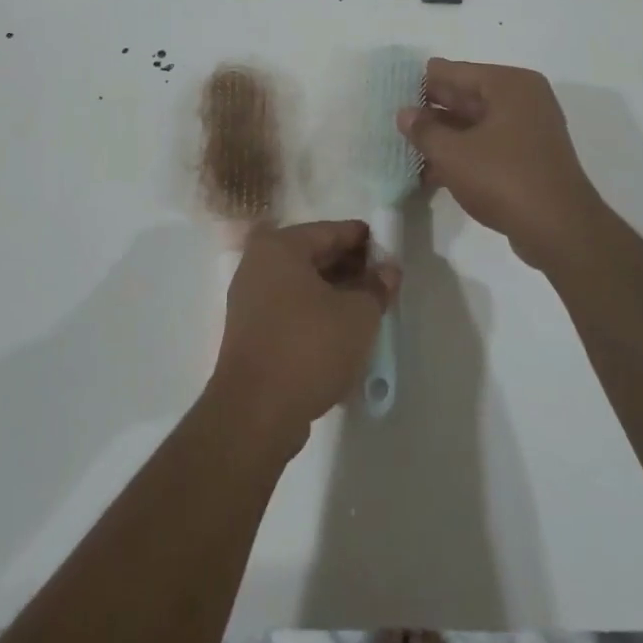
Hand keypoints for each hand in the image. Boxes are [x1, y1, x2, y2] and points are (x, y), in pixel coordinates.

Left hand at [210, 220, 399, 450]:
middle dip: (352, 268)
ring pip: (304, 286)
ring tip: (370, 310)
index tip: (392, 253)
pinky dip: (318, 315)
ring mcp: (250, 300)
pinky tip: (343, 334)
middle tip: (385, 284)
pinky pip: (292, 311)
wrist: (255, 412)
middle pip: (315, 256)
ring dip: (336, 294)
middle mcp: (258, 265)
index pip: (332, 231)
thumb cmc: (309, 346)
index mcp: (280, 247)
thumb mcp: (358, 314)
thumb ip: (376, 286)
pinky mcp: (251, 333)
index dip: (366, 240)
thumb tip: (387, 271)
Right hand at [398, 59, 607, 269]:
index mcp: (509, 85)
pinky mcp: (528, 159)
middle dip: (431, 109)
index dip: (422, 81)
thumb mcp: (453, 153)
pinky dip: (462, 154)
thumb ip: (424, 130)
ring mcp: (529, 130)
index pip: (454, 71)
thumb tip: (405, 114)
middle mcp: (522, 99)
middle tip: (394, 118)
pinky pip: (487, 146)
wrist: (559, 230)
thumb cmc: (504, 178)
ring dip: (443, 136)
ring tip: (405, 147)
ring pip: (474, 125)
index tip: (391, 90)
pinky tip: (429, 172)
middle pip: (466, 96)